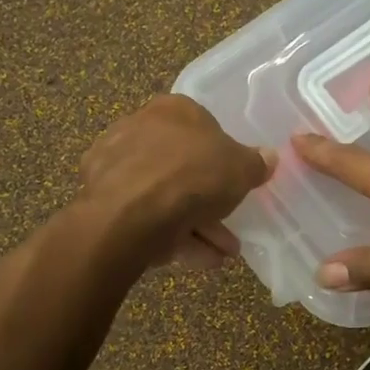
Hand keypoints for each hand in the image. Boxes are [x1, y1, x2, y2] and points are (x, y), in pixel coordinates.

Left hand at [79, 95, 275, 268]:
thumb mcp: (241, 169)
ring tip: (221, 254)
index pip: (202, 127)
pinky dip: (171, 236)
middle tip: (230, 227)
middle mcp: (139, 128)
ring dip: (196, 226)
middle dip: (208, 200)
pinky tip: (197, 259)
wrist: (130, 213)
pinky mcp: (101, 200)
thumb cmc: (192, 176)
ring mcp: (116, 165)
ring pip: (164, 196)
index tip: (234, 183)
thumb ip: (255, 163)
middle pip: (182, 166)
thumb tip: (268, 157)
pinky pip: (146, 216)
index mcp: (172, 109)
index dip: (222, 157)